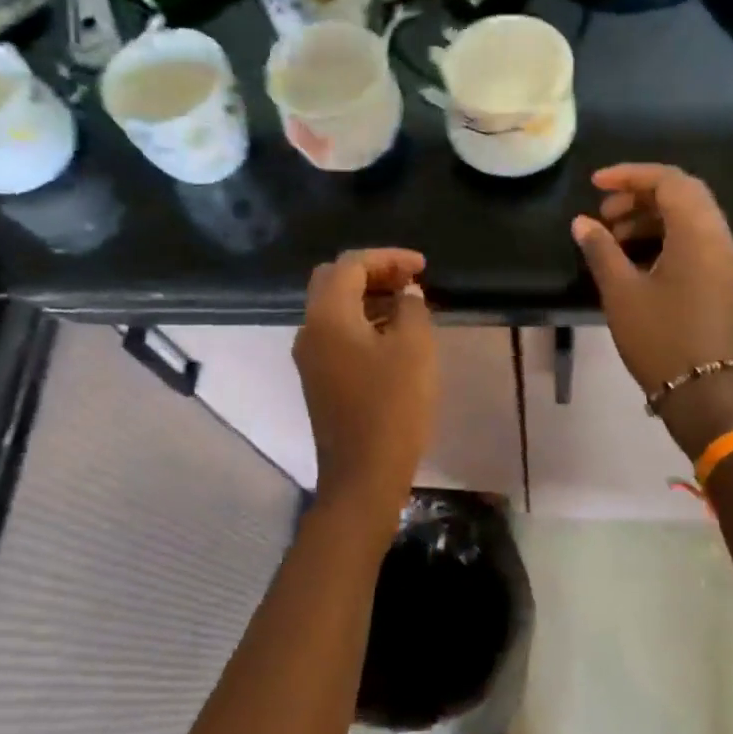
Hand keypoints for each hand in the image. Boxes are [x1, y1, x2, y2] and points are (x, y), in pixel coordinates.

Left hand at [294, 248, 437, 528]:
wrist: (363, 475)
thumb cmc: (392, 407)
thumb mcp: (414, 349)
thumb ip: (411, 308)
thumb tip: (405, 293)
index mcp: (327, 316)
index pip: (351, 265)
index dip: (388, 258)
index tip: (423, 267)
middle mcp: (310, 331)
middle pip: (334, 281)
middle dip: (372, 272)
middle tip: (410, 280)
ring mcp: (310, 357)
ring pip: (334, 308)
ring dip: (368, 297)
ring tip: (408, 305)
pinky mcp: (319, 379)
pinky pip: (337, 334)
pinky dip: (363, 322)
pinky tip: (393, 335)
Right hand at [572, 165, 732, 455]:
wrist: (701, 392)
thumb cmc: (659, 338)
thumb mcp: (621, 292)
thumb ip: (600, 250)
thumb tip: (582, 222)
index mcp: (698, 234)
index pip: (669, 181)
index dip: (630, 175)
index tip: (595, 185)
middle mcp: (718, 238)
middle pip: (683, 194)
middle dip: (640, 194)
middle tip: (604, 212)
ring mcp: (723, 260)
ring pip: (689, 217)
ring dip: (650, 216)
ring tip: (611, 236)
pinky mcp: (720, 279)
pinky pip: (694, 240)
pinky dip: (664, 235)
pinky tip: (634, 256)